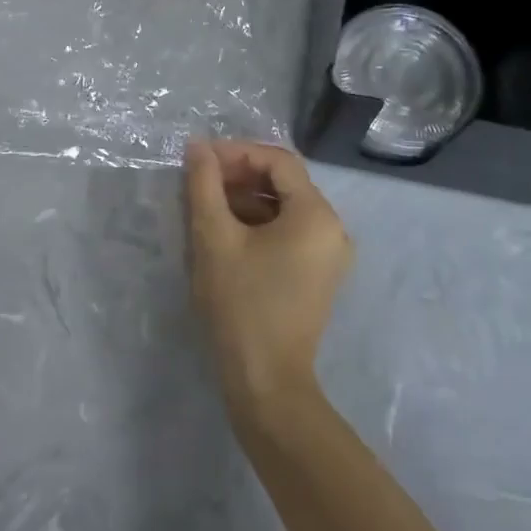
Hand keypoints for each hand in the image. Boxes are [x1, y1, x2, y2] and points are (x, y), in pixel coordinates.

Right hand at [185, 140, 351, 425]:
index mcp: (316, 214)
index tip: (201, 159)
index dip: (237, 153)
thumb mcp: (214, 238)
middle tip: (200, 182)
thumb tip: (198, 146)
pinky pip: (290, 233)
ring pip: (285, 208)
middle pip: (284, 182)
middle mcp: (333, 228)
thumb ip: (204, 184)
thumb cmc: (241, 304)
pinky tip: (226, 233)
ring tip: (206, 206)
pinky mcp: (318, 275)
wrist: (266, 383)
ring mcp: (329, 255)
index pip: (277, 161)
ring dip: (246, 200)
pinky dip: (259, 224)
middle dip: (240, 175)